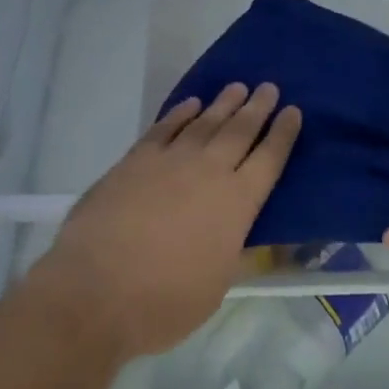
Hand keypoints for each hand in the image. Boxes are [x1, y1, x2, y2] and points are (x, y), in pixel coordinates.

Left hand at [30, 83, 301, 359]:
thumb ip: (238, 255)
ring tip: (237, 88)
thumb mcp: (217, 286)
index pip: (269, 159)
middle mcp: (209, 171)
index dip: (283, 134)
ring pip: (204, 123)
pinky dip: (180, 113)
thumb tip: (260, 243)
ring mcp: (170, 161)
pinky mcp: (135, 160)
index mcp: (238, 203)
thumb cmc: (164, 301)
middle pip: (240, 131)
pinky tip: (190, 105)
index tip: (293, 111)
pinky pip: (164, 127)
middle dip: (258, 108)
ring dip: (223, 104)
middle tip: (269, 87)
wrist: (95, 291)